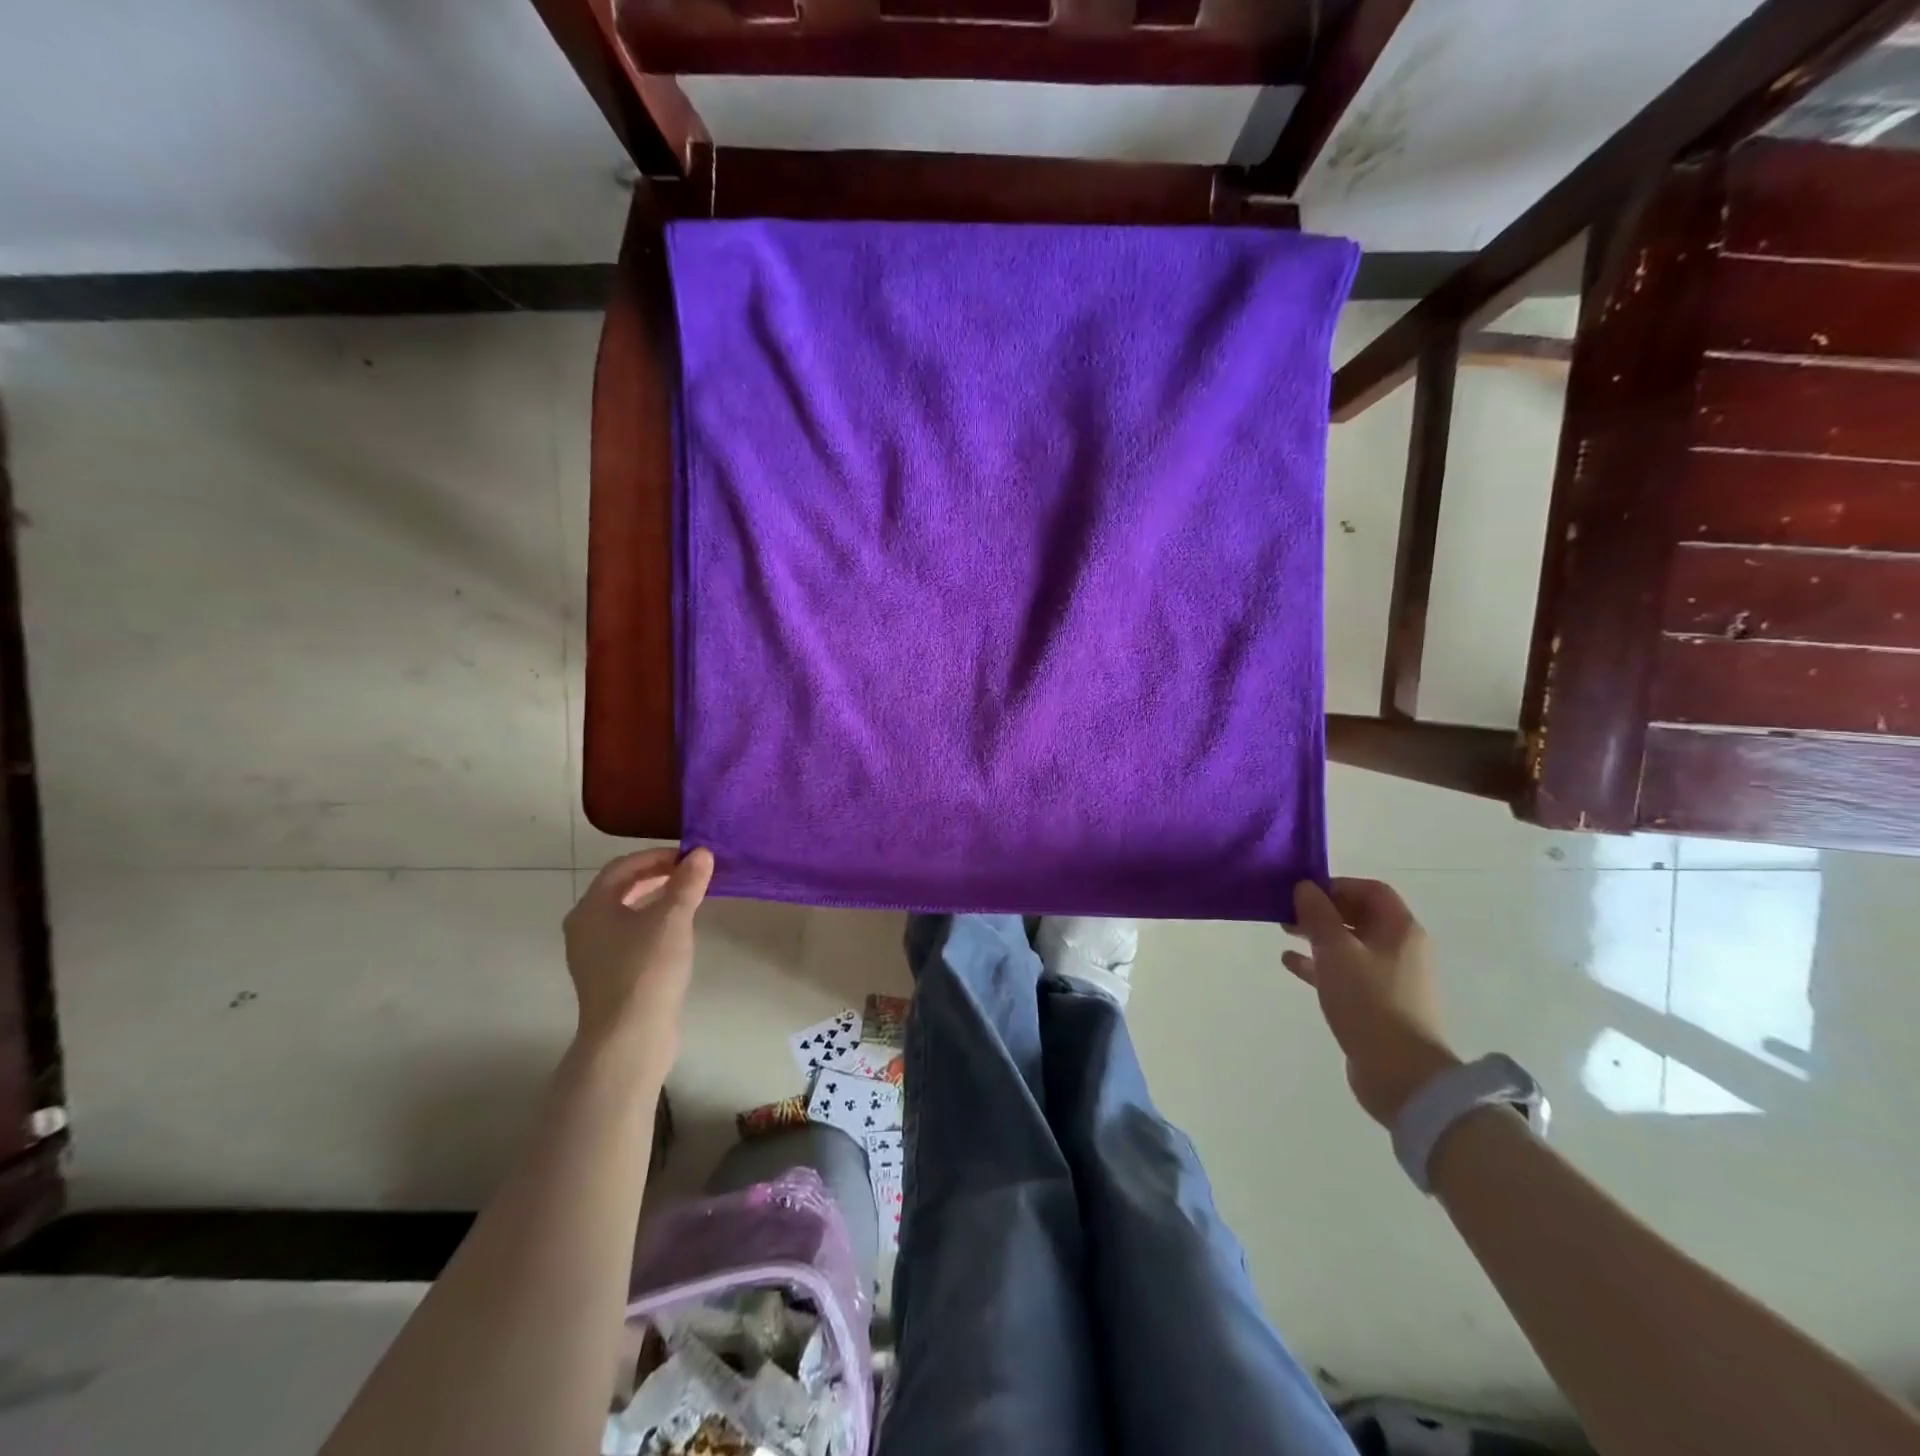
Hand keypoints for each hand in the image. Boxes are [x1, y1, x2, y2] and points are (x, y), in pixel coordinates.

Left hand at [563, 848, 713, 1062]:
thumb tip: (702, 854)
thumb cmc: (646, 970)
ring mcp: (593, 954)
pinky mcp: (606, 976)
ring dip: (655, 899)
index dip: (657, 856)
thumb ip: (687, 883)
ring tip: (688, 898)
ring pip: (625, 913)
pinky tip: (676, 932)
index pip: (623, 866)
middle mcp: (584, 927)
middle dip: (656, 875)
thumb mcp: (673, 919)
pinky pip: (628, 935)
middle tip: (691, 873)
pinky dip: (651, 923)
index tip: (690, 857)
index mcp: (591, 908)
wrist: (628, 1038)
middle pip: (620, 888)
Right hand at [1285, 878, 1459, 1125]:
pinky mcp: (1380, 1005)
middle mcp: (1402, 949)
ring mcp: (1393, 979)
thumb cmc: (1369, 1002)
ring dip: (1319, 937)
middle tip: (1287, 913)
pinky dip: (1321, 965)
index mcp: (1401, 930)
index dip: (1336, 885)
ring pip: (1351, 945)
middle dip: (1323, 911)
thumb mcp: (1336, 951)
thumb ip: (1317, 915)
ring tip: (1284, 933)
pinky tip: (1291, 964)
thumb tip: (1305, 887)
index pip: (1371, 890)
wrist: (1401, 1075)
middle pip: (1360, 916)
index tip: (1303, 893)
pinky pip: (1347, 973)